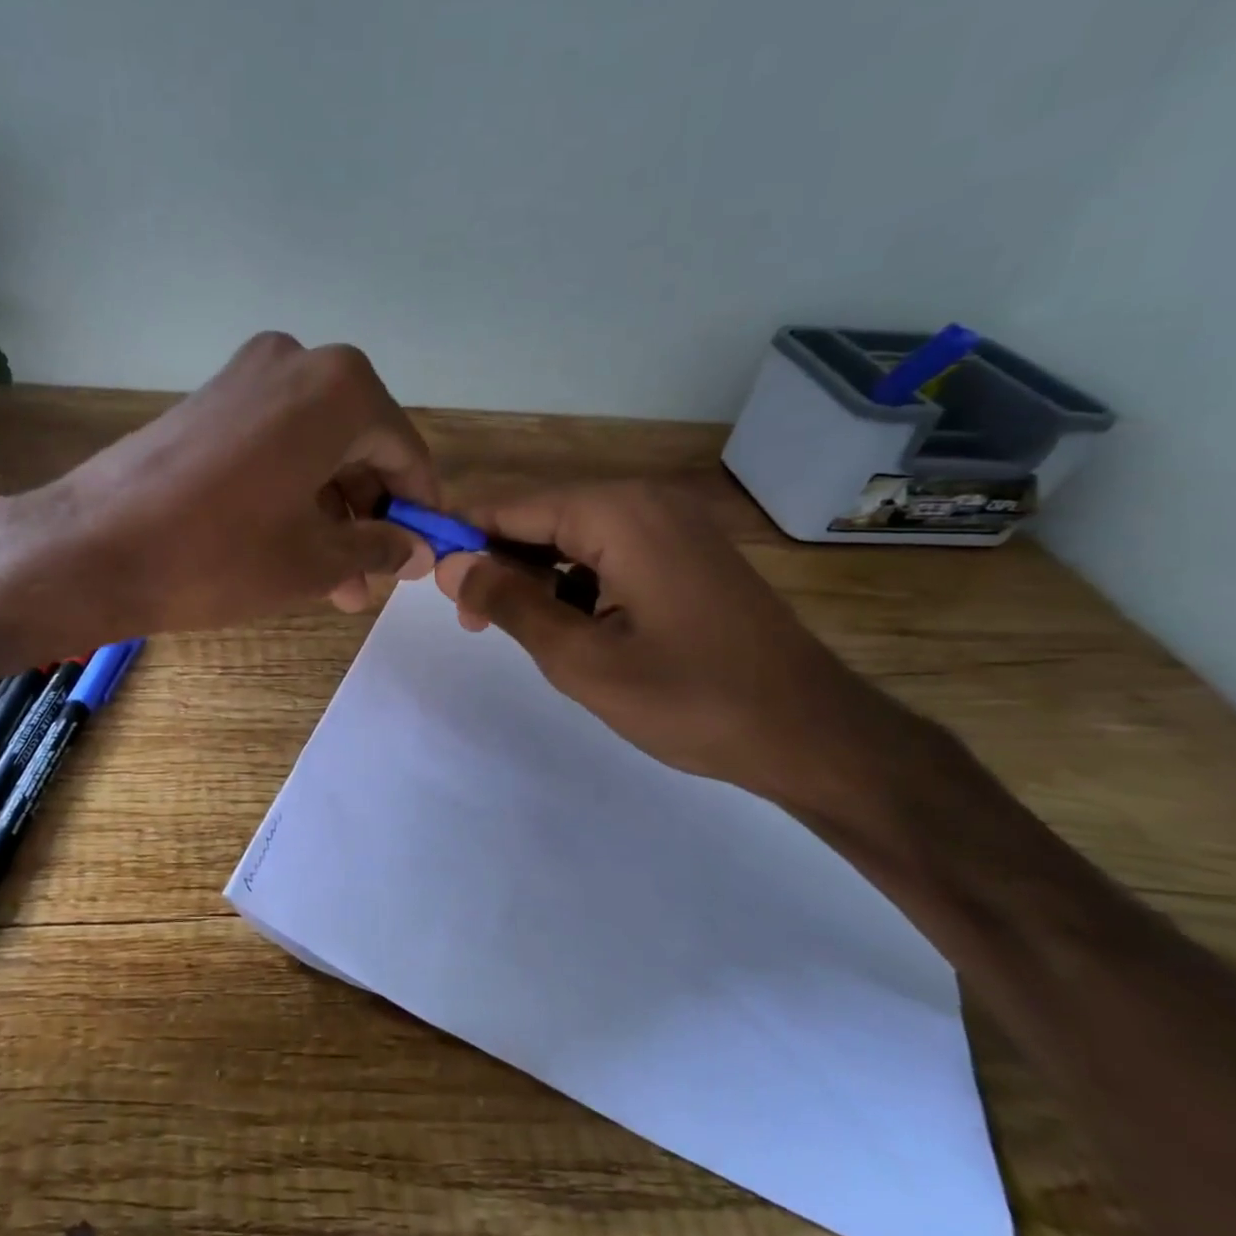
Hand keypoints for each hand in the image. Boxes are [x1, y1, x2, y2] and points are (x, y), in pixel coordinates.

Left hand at [0, 333, 439, 646]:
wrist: (92, 547)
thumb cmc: (219, 554)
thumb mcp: (315, 560)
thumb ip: (380, 548)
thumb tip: (416, 549)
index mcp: (340, 389)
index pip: (405, 452)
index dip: (418, 508)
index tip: (422, 554)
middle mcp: (298, 362)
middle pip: (360, 446)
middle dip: (368, 516)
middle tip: (370, 580)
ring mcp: (247, 375)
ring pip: (316, 449)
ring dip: (331, 512)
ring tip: (334, 582)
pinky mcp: (211, 399)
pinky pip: (276, 443)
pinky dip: (293, 490)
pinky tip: (293, 546)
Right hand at [434, 480, 919, 809]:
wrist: (812, 734)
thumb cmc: (690, 698)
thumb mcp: (580, 659)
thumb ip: (509, 603)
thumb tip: (449, 564)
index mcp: (617, 513)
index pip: (510, 506)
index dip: (460, 534)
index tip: (422, 570)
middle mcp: (644, 502)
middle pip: (540, 517)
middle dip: (497, 561)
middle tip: (471, 621)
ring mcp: (672, 525)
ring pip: (572, 537)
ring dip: (534, 577)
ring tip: (516, 630)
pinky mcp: (686, 553)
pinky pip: (608, 552)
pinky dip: (575, 582)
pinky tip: (570, 627)